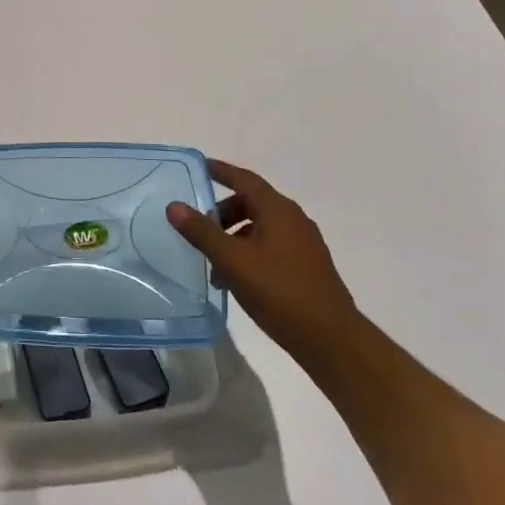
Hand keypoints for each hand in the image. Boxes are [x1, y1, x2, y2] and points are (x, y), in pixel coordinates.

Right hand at [166, 158, 357, 354]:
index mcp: (278, 210)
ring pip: (259, 227)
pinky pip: (270, 246)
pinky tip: (235, 278)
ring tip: (212, 263)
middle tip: (197, 228)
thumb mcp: (232, 260)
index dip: (220, 171)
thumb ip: (202, 232)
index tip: (198, 166)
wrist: (330, 338)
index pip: (244, 179)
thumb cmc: (279, 291)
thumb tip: (174, 206)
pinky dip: (248, 251)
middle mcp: (293, 220)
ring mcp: (303, 243)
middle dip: (221, 212)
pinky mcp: (306, 265)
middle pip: (251, 203)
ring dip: (233, 237)